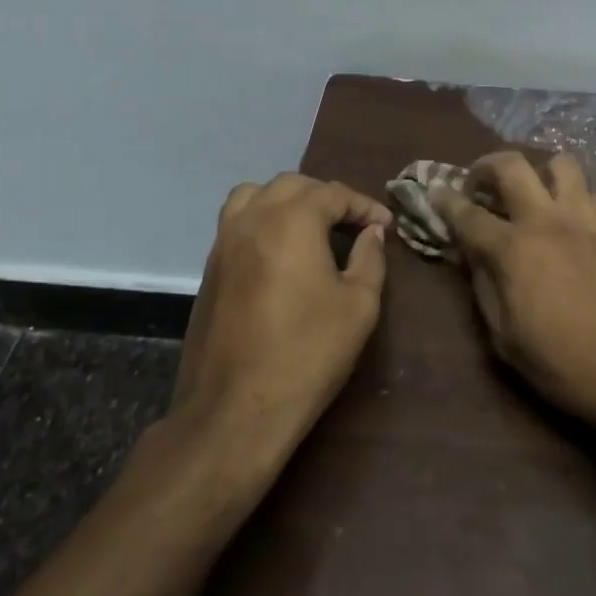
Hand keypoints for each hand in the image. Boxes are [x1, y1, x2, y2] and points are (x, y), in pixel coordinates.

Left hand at [172, 174, 391, 458]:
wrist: (234, 411)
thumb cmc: (307, 354)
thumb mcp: (359, 306)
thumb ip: (370, 259)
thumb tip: (372, 233)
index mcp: (292, 220)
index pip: (334, 193)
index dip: (364, 206)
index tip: (386, 226)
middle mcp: (253, 218)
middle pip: (293, 185)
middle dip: (326, 197)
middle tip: (352, 224)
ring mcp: (224, 242)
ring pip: (255, 195)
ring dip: (287, 200)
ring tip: (310, 227)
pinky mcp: (209, 268)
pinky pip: (236, 222)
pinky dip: (262, 220)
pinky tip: (280, 252)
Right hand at [432, 152, 595, 434]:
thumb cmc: (565, 365)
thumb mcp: (506, 340)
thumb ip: (485, 289)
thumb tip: (474, 257)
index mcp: (513, 249)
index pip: (468, 214)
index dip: (445, 201)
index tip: (434, 193)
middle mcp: (546, 221)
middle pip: (512, 165)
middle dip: (487, 165)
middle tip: (479, 183)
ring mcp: (586, 221)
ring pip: (562, 164)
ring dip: (541, 172)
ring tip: (534, 195)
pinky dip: (580, 201)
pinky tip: (576, 223)